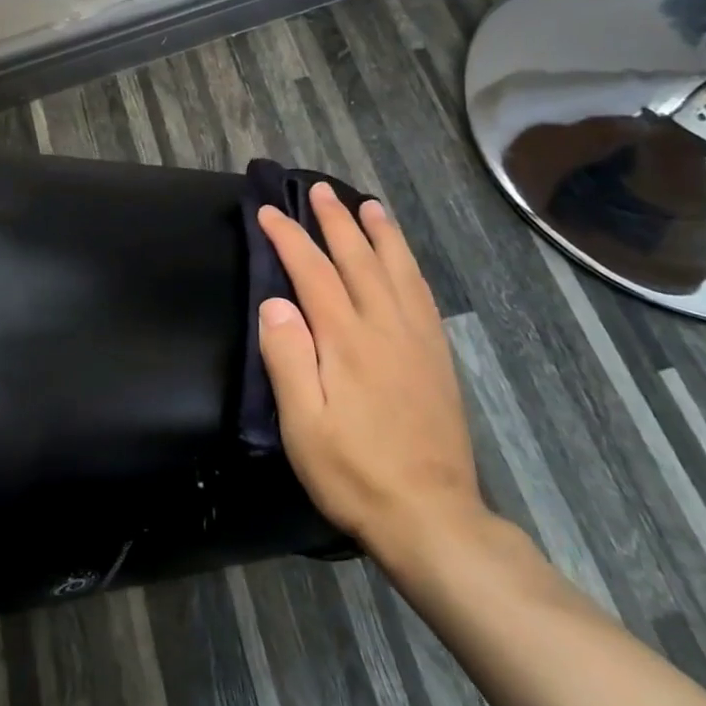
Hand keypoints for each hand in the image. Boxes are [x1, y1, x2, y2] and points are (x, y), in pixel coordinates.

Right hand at [257, 184, 488, 568]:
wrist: (431, 515)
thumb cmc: (354, 472)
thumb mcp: (303, 425)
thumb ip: (288, 358)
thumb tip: (275, 303)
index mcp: (346, 339)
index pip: (312, 272)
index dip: (289, 238)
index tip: (269, 212)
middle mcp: (385, 326)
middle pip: (357, 259)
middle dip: (335, 221)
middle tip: (319, 190)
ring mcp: (417, 339)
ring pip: (397, 268)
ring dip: (379, 232)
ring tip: (367, 205)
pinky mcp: (437, 356)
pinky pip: (422, 293)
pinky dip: (408, 264)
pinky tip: (403, 259)